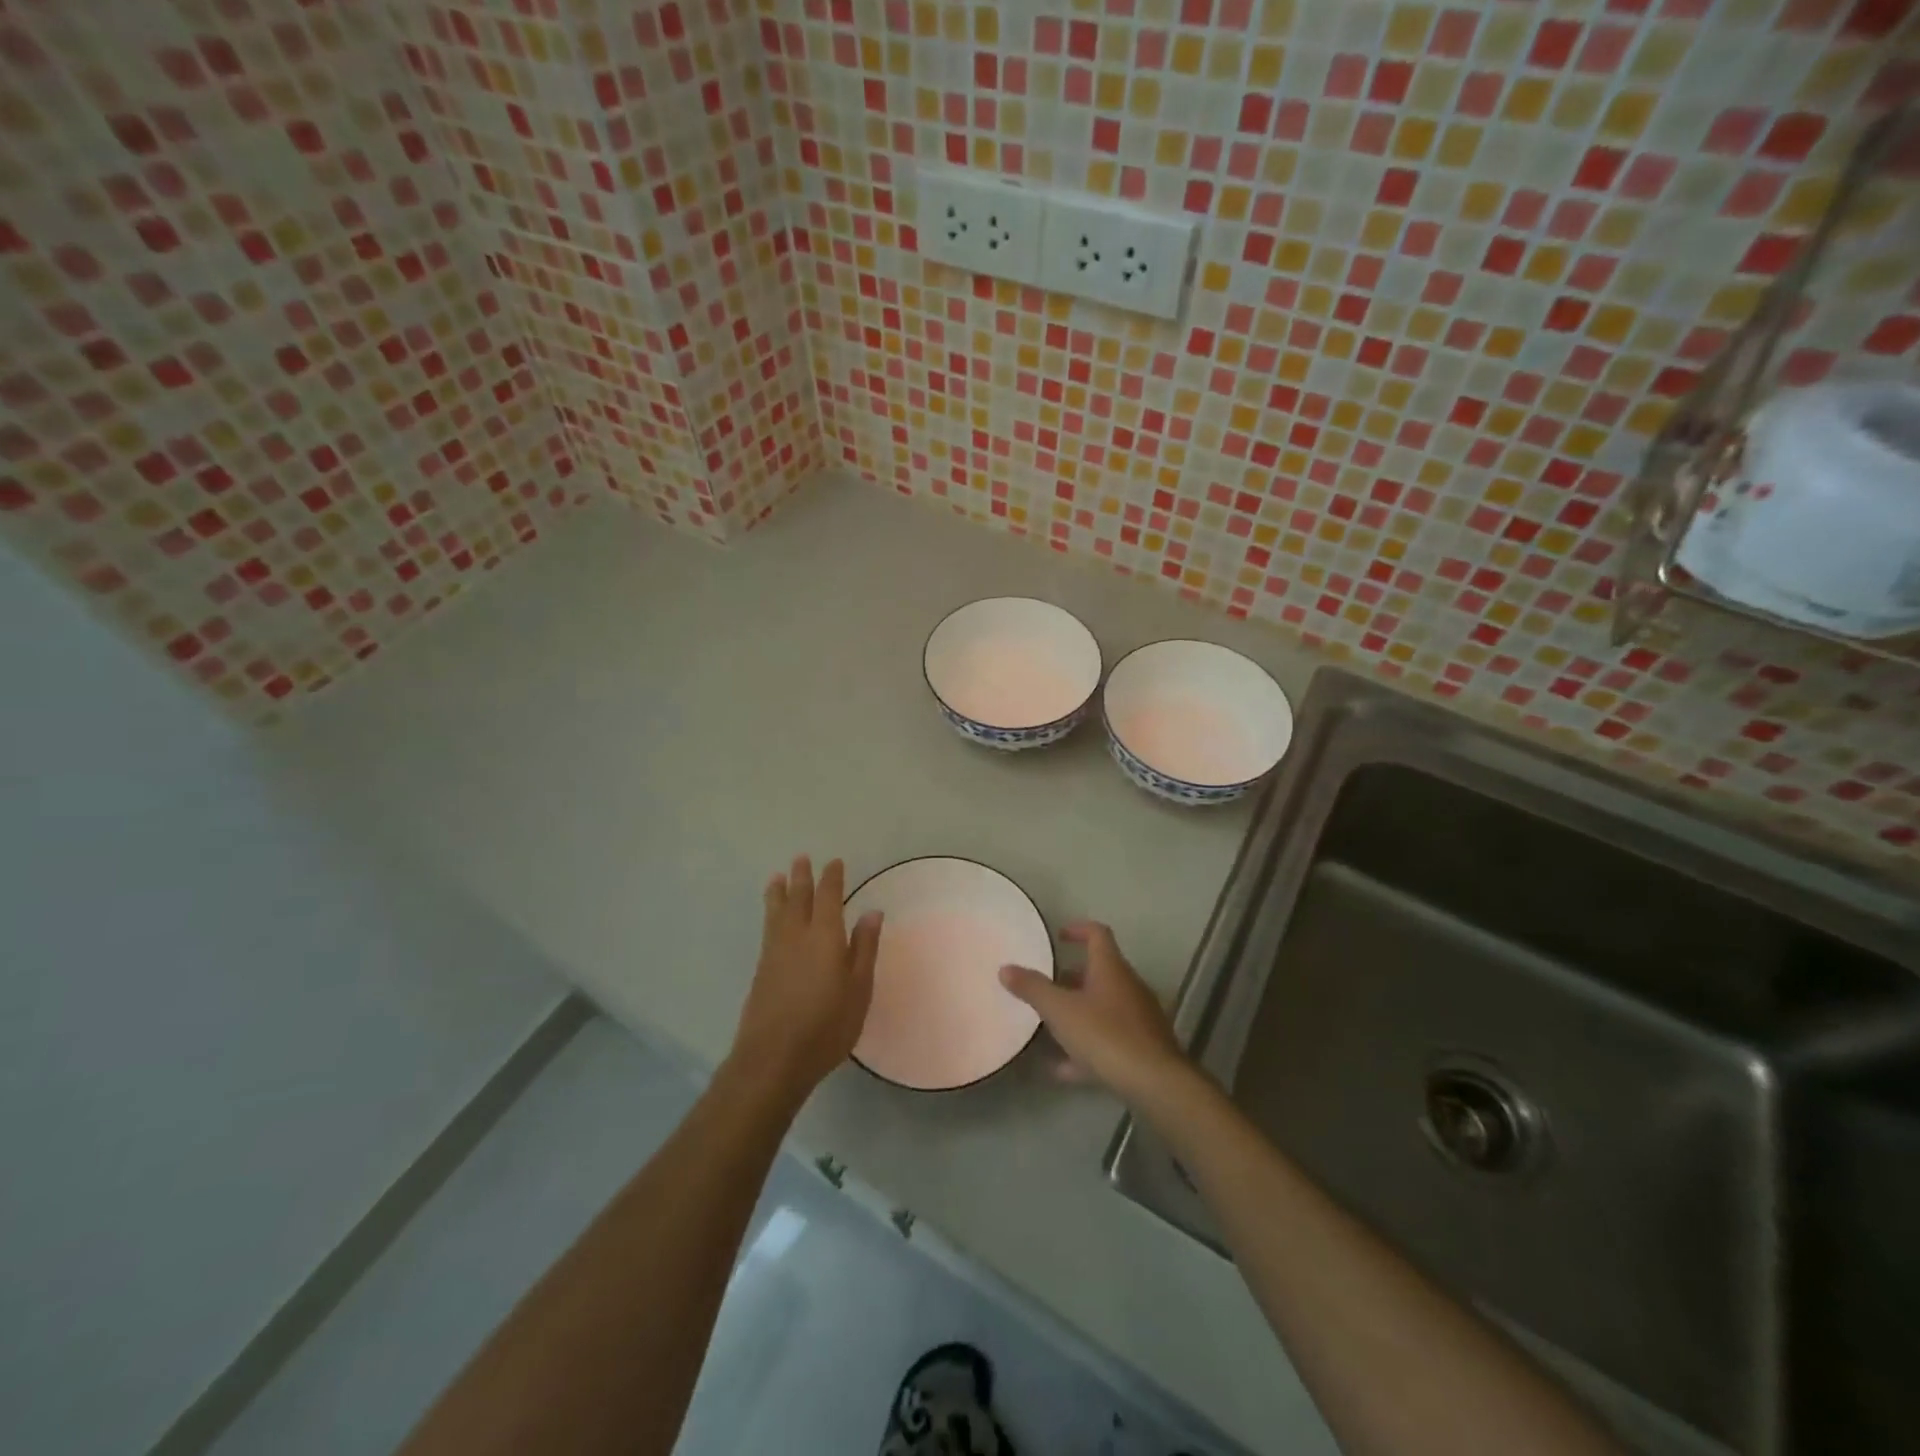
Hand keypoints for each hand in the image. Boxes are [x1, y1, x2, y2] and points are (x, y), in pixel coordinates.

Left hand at [729, 855, 881, 1107]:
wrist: (773, 1058)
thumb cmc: (827, 1025)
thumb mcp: (858, 988)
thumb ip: (864, 948)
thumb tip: (872, 912)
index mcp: (825, 936)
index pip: (829, 897)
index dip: (832, 878)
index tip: (834, 862)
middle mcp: (796, 936)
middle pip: (798, 898)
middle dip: (801, 877)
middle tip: (801, 859)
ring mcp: (774, 953)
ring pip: (776, 912)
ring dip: (779, 892)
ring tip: (777, 877)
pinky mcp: (761, 970)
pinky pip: (768, 928)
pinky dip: (770, 913)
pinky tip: (772, 919)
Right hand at [999, 921, 1191, 1109]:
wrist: (1155, 1083)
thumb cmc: (1105, 1035)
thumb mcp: (1060, 1011)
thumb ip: (1032, 989)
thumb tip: (1005, 968)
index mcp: (1111, 968)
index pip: (1097, 934)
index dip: (1078, 929)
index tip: (1059, 936)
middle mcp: (1128, 986)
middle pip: (1100, 972)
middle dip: (1073, 976)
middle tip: (1048, 984)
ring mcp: (1139, 1018)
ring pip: (1104, 1006)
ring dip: (1079, 1012)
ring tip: (1050, 1025)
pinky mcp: (1143, 1048)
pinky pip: (1110, 1039)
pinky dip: (1087, 1047)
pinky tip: (1063, 1069)